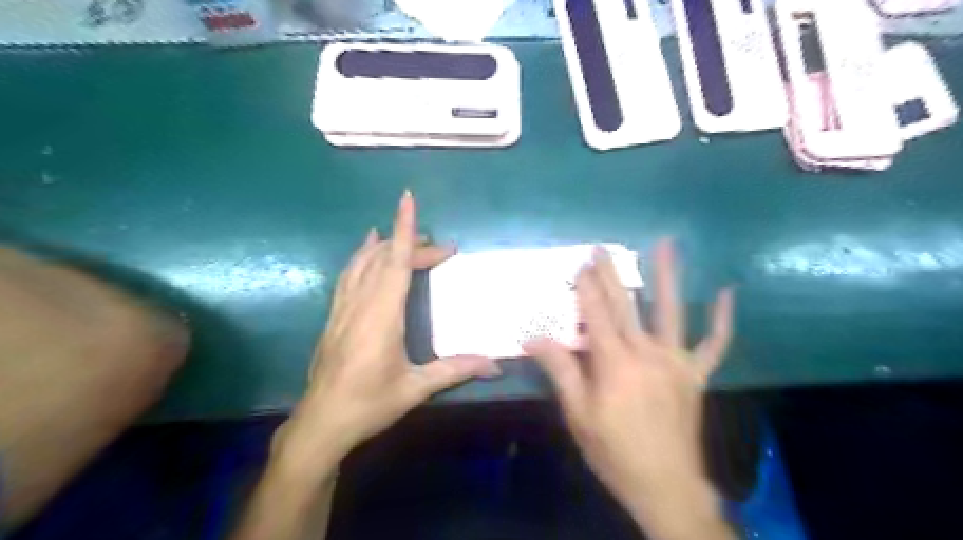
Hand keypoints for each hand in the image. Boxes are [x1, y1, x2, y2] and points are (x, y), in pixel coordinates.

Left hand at [271, 193, 496, 477]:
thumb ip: (455, 370)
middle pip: (384, 259)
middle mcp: (360, 304)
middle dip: (411, 244)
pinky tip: (366, 253)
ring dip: (383, 245)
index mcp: (382, 315)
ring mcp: (343, 308)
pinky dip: (361, 257)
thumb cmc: (369, 404)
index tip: (408, 199)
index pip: (395, 262)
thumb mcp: (416, 388)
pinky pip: (348, 276)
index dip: (403, 229)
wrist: (321, 423)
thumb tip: (495, 365)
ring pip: (362, 263)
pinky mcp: (334, 317)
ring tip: (402, 234)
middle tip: (440, 248)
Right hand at [525, 240, 733, 539]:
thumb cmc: (614, 450)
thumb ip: (560, 371)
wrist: (665, 485)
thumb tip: (533, 338)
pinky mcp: (696, 375)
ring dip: (668, 276)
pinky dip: (722, 319)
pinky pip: (714, 344)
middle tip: (602, 248)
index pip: (597, 314)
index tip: (579, 264)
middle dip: (611, 274)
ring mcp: (676, 361)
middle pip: (626, 305)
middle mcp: (647, 353)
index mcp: (615, 363)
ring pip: (672, 311)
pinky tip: (728, 292)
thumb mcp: (578, 414)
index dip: (586, 288)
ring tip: (666, 244)